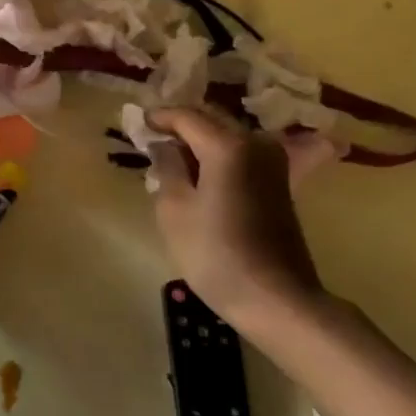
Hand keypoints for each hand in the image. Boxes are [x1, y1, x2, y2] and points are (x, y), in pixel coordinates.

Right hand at [147, 107, 324, 332]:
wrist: (277, 299)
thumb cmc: (216, 253)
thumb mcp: (174, 209)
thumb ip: (166, 167)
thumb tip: (163, 145)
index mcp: (227, 145)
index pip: (186, 116)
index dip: (159, 117)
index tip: (137, 124)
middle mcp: (254, 144)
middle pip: (211, 121)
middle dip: (181, 125)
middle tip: (152, 137)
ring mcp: (272, 164)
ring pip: (228, 137)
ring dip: (200, 142)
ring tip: (172, 159)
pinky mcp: (278, 185)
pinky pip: (241, 156)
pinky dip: (217, 157)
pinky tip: (199, 175)